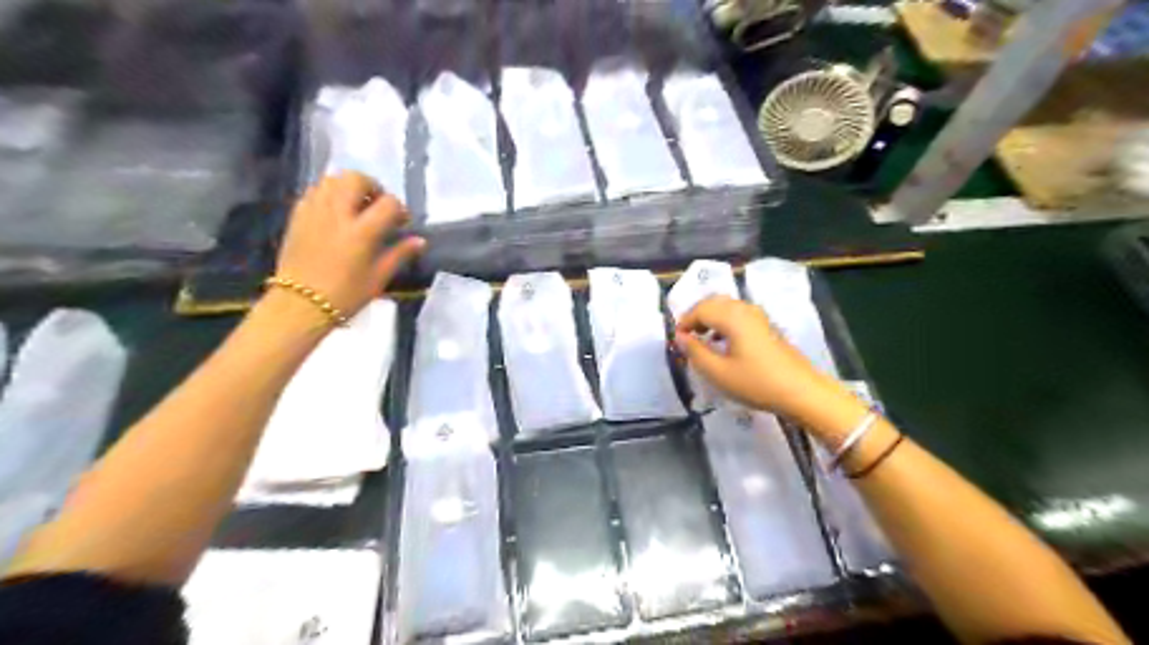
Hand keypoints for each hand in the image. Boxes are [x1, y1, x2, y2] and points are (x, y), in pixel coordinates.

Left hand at [274, 175, 425, 317]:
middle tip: (377, 206)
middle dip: (373, 187)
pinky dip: (329, 195)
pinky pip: (315, 191)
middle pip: (356, 178)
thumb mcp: (379, 277)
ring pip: (333, 180)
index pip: (388, 203)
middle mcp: (337, 214)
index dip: (399, 209)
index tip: (401, 223)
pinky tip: (335, 213)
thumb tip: (420, 241)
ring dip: (349, 187)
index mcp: (361, 231)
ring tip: (356, 207)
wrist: (300, 305)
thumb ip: (400, 253)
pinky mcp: (298, 215)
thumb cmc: (346, 295)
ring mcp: (314, 211)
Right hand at [675, 298, 850, 428]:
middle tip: (686, 337)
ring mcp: (758, 316)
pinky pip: (738, 314)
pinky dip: (724, 322)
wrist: (801, 391)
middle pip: (713, 302)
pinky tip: (722, 343)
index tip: (676, 341)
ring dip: (710, 318)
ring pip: (726, 307)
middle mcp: (744, 309)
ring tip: (702, 340)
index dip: (684, 322)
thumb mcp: (718, 373)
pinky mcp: (766, 326)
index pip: (700, 309)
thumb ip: (695, 352)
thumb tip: (680, 337)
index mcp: (732, 316)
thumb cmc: (757, 383)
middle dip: (696, 316)